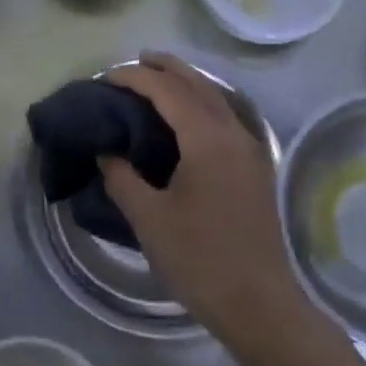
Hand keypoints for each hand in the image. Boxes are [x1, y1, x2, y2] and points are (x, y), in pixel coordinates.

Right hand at [98, 53, 305, 357]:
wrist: (260, 304)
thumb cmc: (200, 260)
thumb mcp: (149, 219)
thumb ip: (122, 178)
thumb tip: (107, 152)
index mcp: (208, 140)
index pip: (168, 91)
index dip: (135, 78)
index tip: (105, 79)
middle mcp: (235, 134)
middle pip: (199, 85)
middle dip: (167, 68)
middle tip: (135, 61)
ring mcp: (251, 151)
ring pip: (218, 99)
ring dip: (188, 84)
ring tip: (159, 80)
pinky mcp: (256, 170)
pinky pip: (227, 118)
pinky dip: (203, 104)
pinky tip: (189, 119)